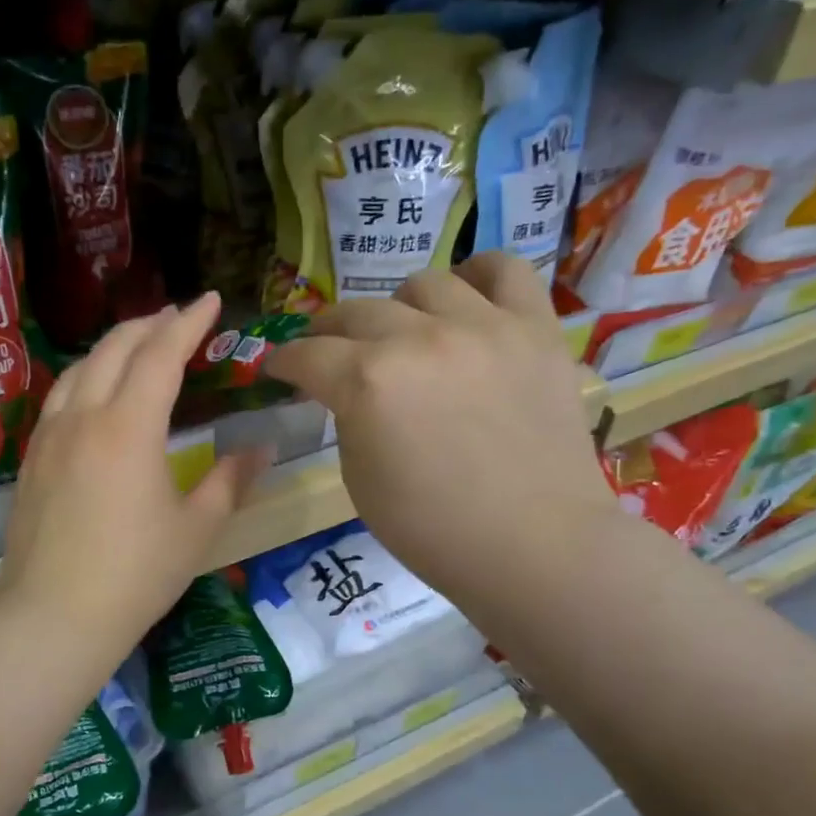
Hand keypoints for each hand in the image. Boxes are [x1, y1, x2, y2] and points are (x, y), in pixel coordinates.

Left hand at [0, 292, 271, 655]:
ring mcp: (50, 435)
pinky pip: (61, 396)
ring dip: (114, 345)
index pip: (161, 354)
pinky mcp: (33, 458)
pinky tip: (96, 391)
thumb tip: (261, 448)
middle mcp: (84, 417)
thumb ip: (230, 480)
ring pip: (80, 367)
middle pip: (115, 349)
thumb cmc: (136, 574)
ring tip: (140, 343)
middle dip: (151, 324)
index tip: (211, 300)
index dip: (189, 322)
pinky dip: (87, 375)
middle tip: (180, 317)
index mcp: (129, 427)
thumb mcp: (196, 528)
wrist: (54, 616)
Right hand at [263, 252, 612, 606]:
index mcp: (367, 383)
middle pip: (356, 313)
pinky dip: (479, 276)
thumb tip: (349, 392)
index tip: (280, 367)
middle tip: (329, 351)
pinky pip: (506, 270)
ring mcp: (483, 327)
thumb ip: (348, 419)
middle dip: (329, 332)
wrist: (533, 545)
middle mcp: (419, 339)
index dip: (285, 360)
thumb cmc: (434, 531)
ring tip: (405, 331)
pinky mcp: (535, 329)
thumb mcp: (359, 481)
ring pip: (424, 284)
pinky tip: (468, 297)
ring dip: (400, 309)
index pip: (308, 355)